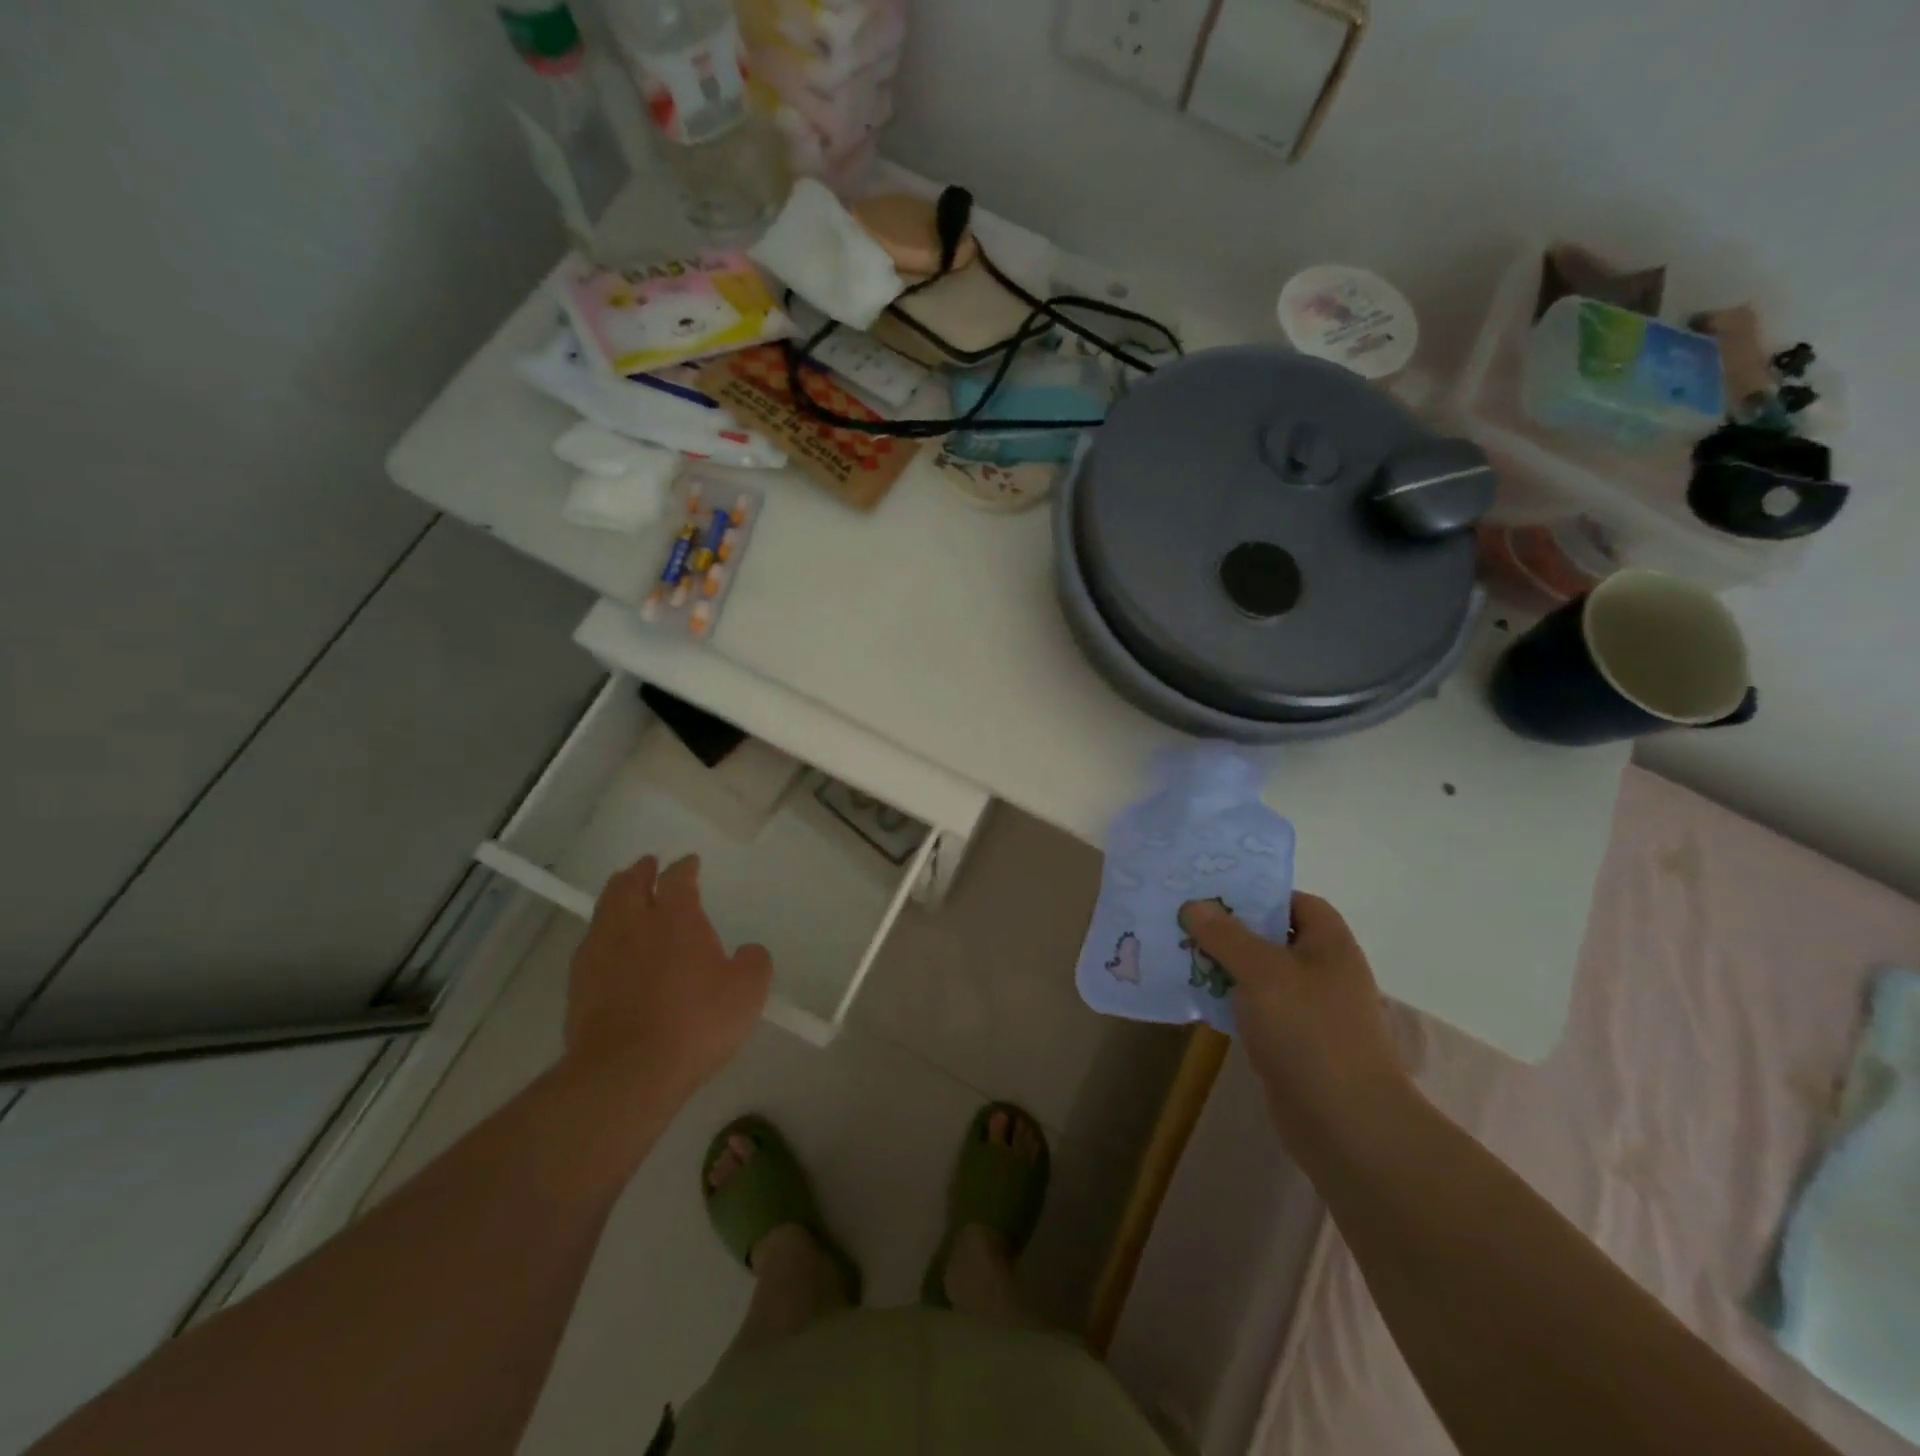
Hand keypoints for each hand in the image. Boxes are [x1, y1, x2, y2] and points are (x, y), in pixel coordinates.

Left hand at [566, 855, 771, 1103]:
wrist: (626, 1071)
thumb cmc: (695, 1023)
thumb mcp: (746, 992)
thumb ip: (753, 963)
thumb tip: (748, 951)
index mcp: (676, 918)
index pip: (678, 879)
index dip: (685, 867)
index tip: (690, 862)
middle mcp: (633, 925)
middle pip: (629, 885)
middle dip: (639, 872)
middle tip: (646, 866)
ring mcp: (600, 954)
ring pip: (604, 911)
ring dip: (616, 897)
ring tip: (623, 896)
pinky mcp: (578, 986)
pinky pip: (591, 945)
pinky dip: (602, 936)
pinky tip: (609, 948)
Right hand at [1181, 893, 1407, 1139]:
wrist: (1345, 1123)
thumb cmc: (1309, 1031)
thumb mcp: (1262, 972)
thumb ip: (1226, 936)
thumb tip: (1194, 905)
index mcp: (1329, 944)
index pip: (1296, 902)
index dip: (1259, 893)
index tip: (1215, 893)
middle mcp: (1322, 972)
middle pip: (1272, 937)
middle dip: (1230, 929)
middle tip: (1184, 918)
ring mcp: (1309, 1010)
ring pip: (1259, 975)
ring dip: (1223, 965)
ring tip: (1178, 951)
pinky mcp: (1291, 1043)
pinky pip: (1254, 1009)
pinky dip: (1228, 1000)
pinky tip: (1195, 997)